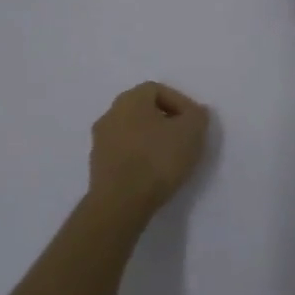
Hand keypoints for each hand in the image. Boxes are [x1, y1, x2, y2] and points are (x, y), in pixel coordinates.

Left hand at [89, 81, 211, 218]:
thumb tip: (194, 113)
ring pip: (132, 132)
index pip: (157, 90)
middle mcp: (110, 114)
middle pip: (143, 110)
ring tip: (170, 158)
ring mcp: (100, 141)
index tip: (193, 122)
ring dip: (151, 140)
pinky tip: (153, 173)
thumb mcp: (191, 132)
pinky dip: (139, 157)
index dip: (180, 102)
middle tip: (183, 138)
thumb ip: (197, 115)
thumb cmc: (157, 159)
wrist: (120, 204)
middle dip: (165, 121)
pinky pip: (123, 153)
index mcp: (130, 99)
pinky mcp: (97, 166)